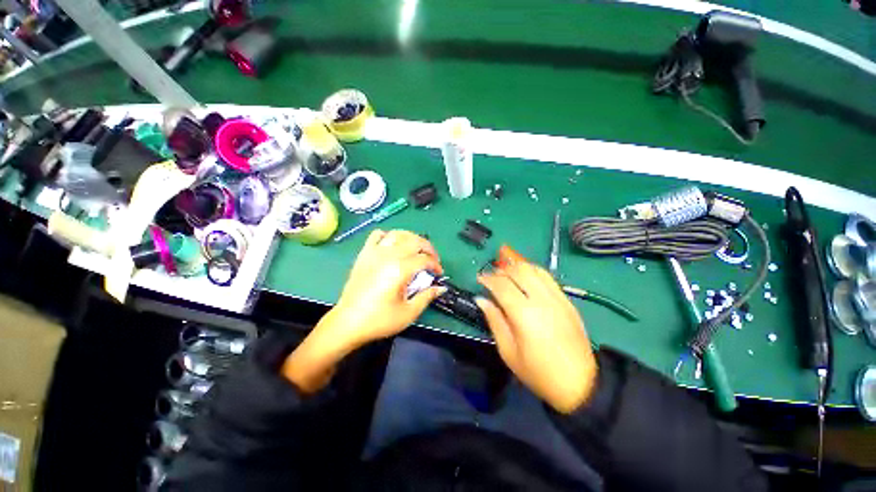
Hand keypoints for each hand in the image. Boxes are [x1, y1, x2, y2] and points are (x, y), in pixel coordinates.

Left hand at [281, 230, 444, 392]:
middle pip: (414, 241)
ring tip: (416, 249)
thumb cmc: (379, 320)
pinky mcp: (364, 254)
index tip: (438, 273)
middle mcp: (388, 256)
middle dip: (428, 248)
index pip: (424, 259)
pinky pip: (377, 235)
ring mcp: (374, 253)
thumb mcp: (408, 313)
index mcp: (400, 269)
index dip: (435, 265)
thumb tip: (440, 287)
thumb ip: (427, 296)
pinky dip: (388, 236)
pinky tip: (393, 246)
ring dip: (412, 238)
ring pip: (398, 234)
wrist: (348, 323)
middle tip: (432, 260)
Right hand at [476, 245, 597, 413]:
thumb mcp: (508, 351)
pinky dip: (533, 271)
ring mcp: (557, 298)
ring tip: (507, 273)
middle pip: (519, 270)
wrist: (580, 384)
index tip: (479, 278)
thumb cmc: (538, 372)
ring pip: (534, 269)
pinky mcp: (567, 300)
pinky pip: (547, 276)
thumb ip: (494, 320)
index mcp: (524, 314)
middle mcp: (541, 299)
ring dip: (517, 266)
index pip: (501, 285)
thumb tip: (481, 300)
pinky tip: (526, 277)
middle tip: (492, 276)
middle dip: (502, 269)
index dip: (487, 279)